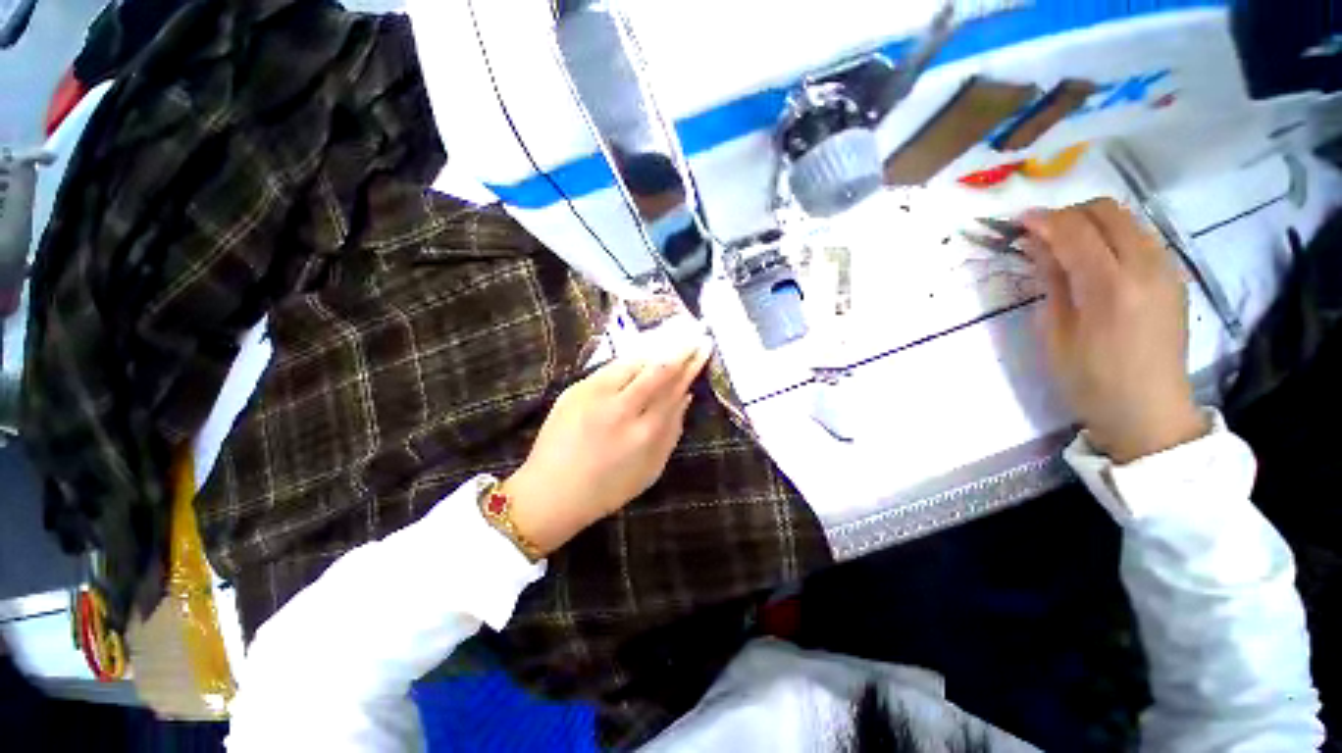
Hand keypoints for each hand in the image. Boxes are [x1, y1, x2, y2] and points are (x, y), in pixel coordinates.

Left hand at [500, 339, 712, 555]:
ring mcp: (594, 395)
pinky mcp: (576, 389)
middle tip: (693, 335)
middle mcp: (621, 407)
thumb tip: (686, 396)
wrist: (551, 491)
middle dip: (678, 349)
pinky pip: (610, 368)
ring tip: (670, 341)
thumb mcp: (651, 469)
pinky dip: (630, 361)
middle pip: (656, 369)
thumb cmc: (608, 488)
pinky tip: (640, 358)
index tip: (704, 347)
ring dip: (654, 350)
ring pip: (632, 362)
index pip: (674, 388)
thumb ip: (672, 431)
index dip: (691, 365)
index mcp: (644, 432)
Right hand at [1019, 198, 1206, 463]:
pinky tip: (1095, 258)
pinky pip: (1141, 236)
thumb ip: (1051, 281)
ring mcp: (1166, 269)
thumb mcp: (1055, 334)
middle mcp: (1145, 267)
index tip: (1018, 222)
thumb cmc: (1090, 379)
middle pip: (1107, 212)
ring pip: (1127, 218)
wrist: (1149, 409)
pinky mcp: (1174, 276)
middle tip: (1041, 233)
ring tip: (1065, 245)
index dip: (1044, 220)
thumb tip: (1038, 244)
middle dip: (1069, 213)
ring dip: (1091, 222)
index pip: (1075, 231)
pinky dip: (1112, 235)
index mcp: (1110, 287)